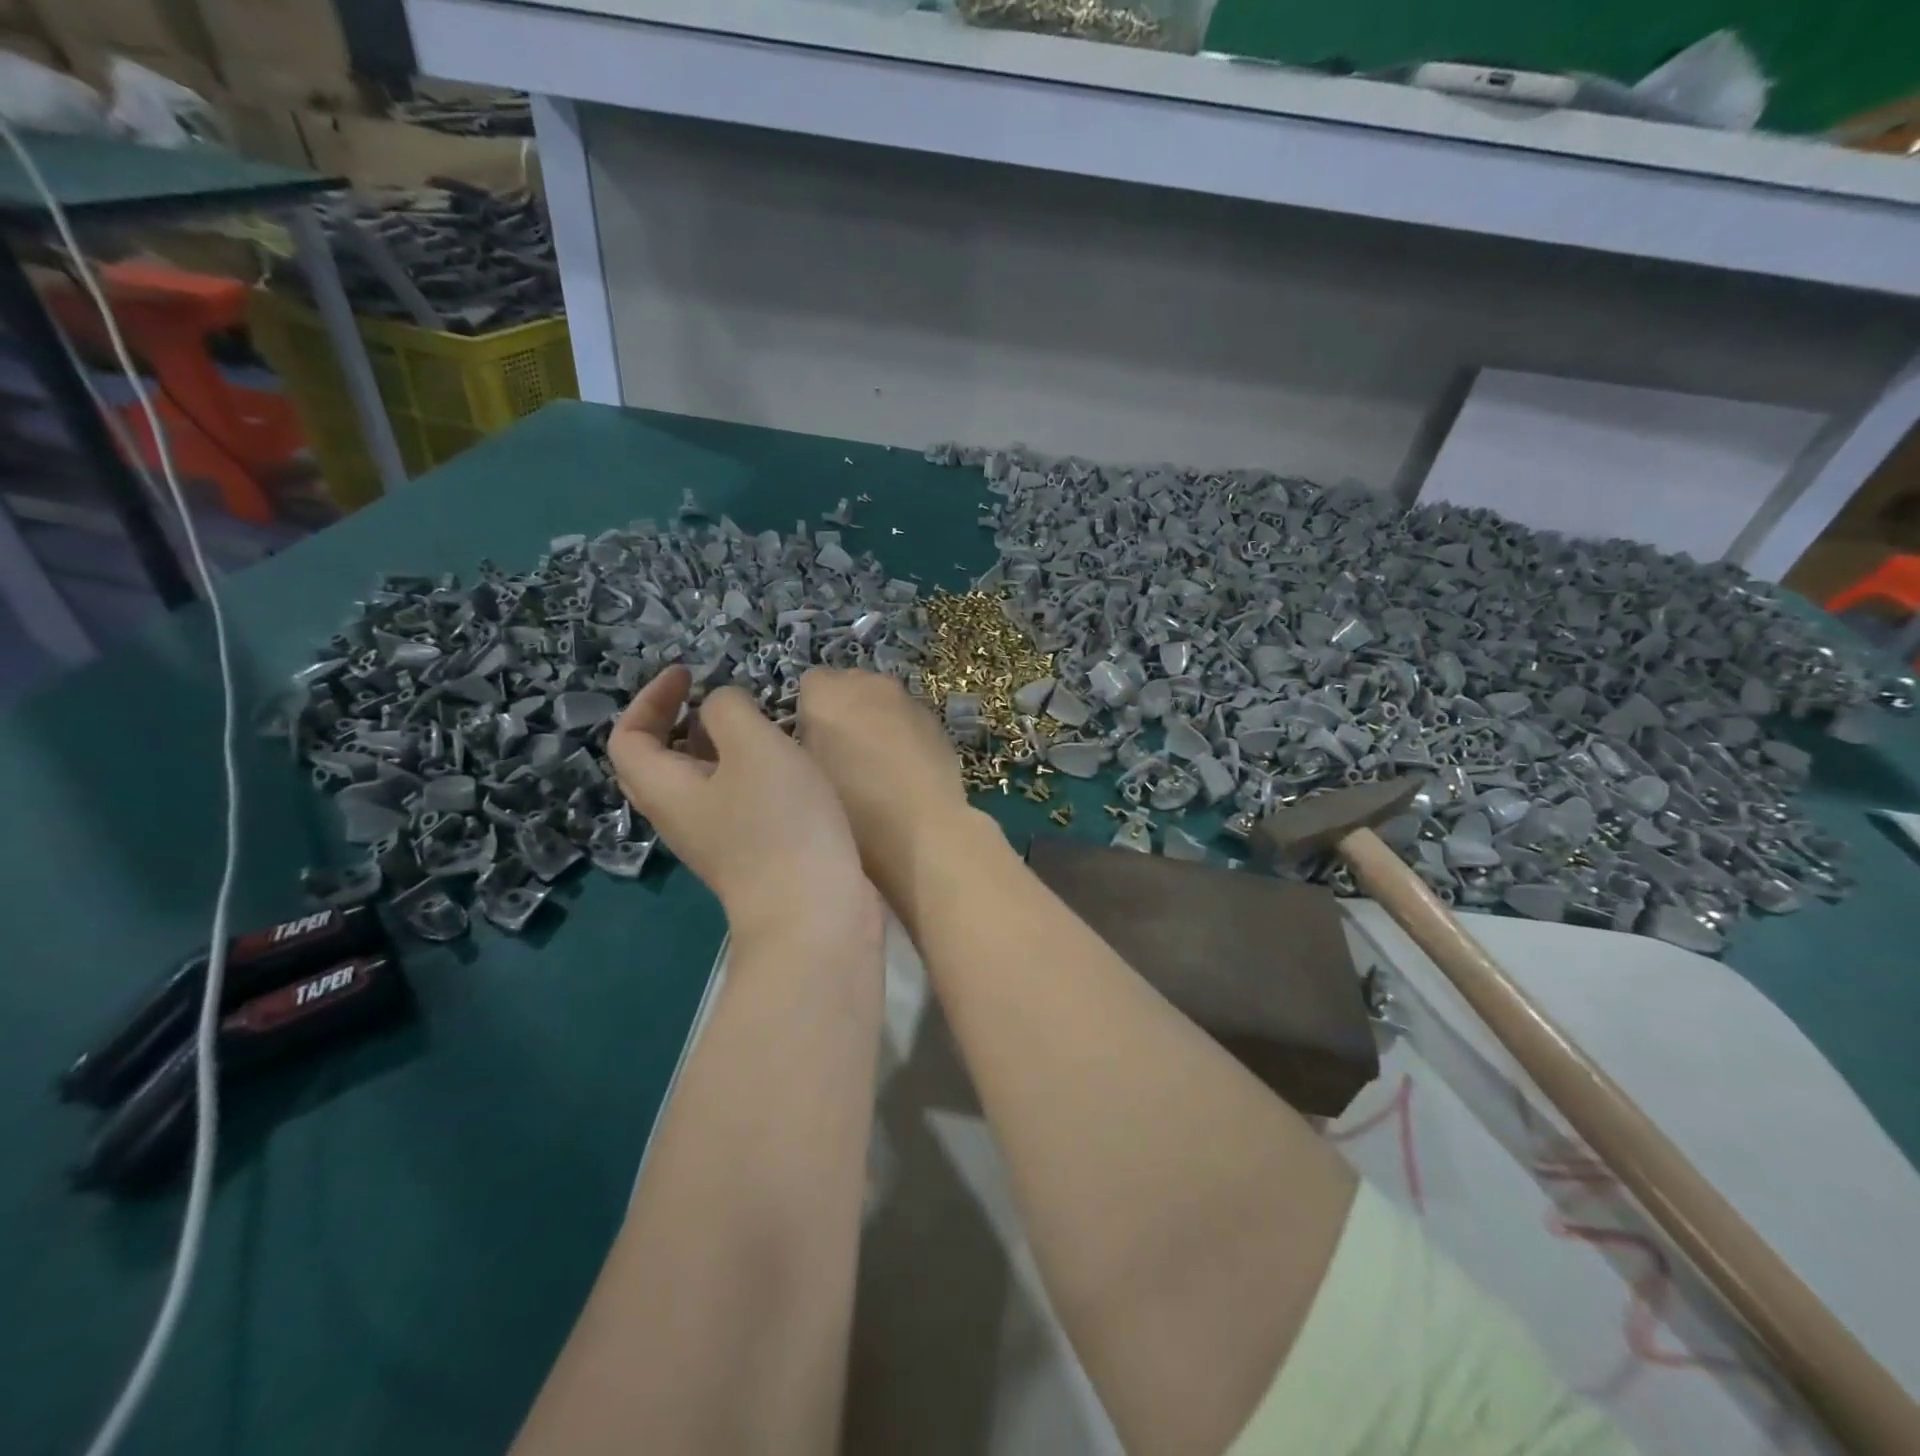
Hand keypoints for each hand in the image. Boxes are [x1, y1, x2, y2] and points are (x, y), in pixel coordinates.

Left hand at [609, 667, 877, 945]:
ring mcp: (717, 839)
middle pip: (657, 763)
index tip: (689, 674)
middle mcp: (681, 817)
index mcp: (666, 789)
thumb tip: (721, 708)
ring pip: (699, 781)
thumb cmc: (779, 823)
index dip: (650, 699)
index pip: (628, 738)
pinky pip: (733, 799)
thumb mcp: (753, 747)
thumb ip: (728, 711)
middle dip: (677, 722)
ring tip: (755, 724)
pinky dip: (746, 771)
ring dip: (716, 745)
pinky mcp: (752, 853)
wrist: (816, 914)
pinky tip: (784, 765)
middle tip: (711, 699)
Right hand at [795, 669, 989, 911]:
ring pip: (882, 703)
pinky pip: (909, 722)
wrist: (924, 831)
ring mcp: (908, 700)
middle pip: (848, 686)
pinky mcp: (937, 722)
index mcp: (827, 693)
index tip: (811, 747)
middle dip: (843, 712)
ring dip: (875, 723)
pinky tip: (906, 775)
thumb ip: (806, 745)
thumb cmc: (851, 809)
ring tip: (876, 769)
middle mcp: (869, 684)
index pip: (809, 685)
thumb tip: (815, 739)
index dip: (808, 714)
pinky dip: (903, 737)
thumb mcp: (806, 778)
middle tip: (841, 757)